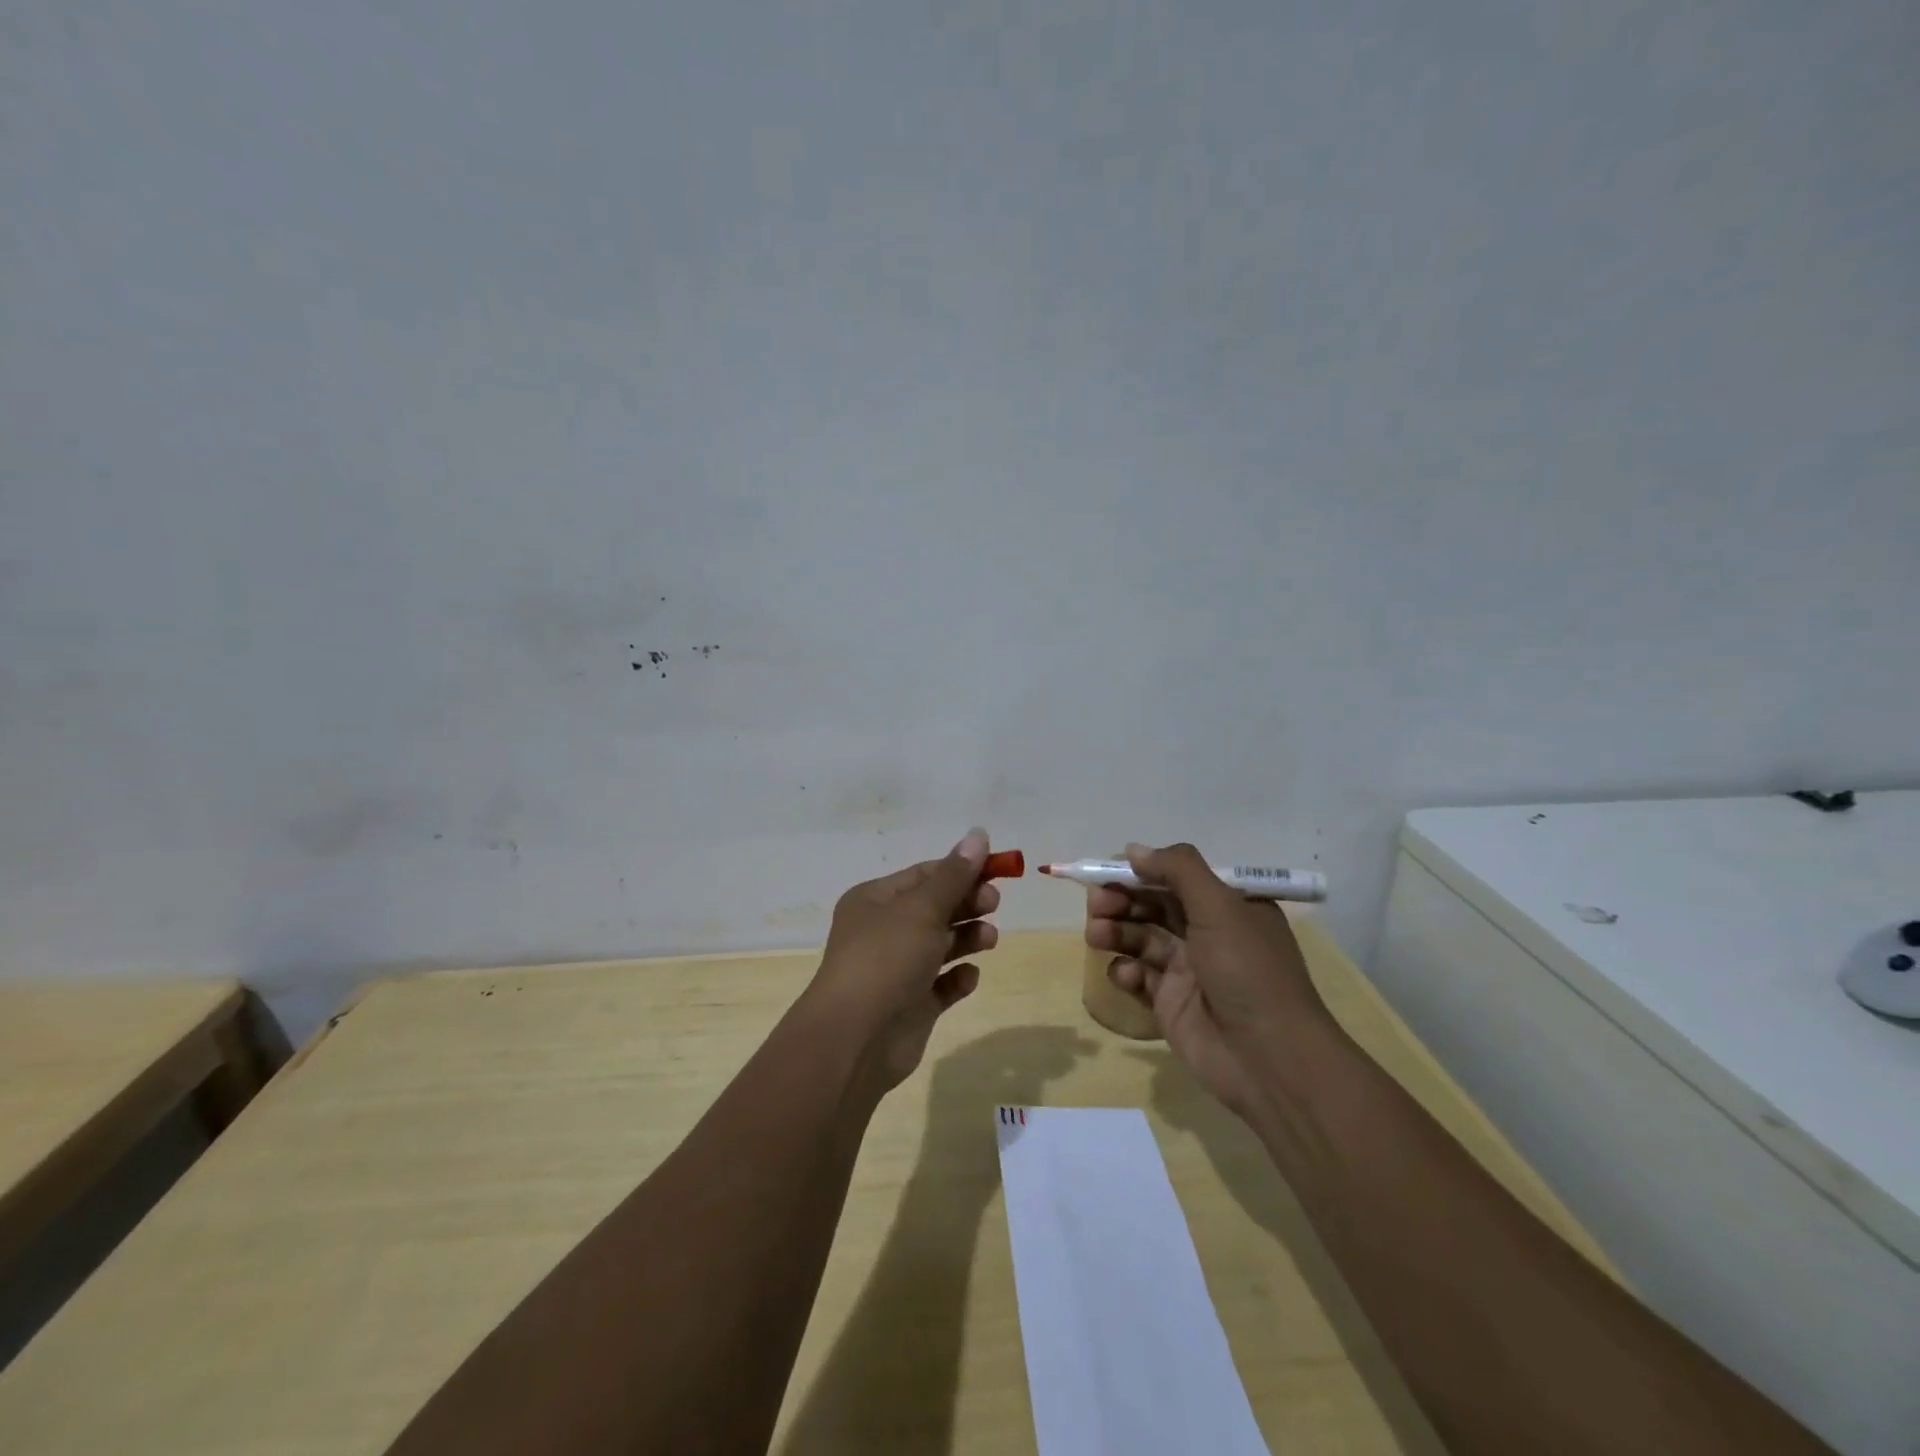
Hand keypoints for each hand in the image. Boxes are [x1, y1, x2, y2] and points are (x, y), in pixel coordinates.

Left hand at [808, 828, 1000, 1092]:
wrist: (855, 1039)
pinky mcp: (911, 1006)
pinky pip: (942, 985)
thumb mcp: (922, 909)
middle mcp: (884, 931)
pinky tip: (968, 976)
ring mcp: (897, 970)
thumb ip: (955, 875)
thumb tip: (979, 834)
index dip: (960, 869)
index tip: (998, 870)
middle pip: (934, 908)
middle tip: (993, 903)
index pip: (924, 875)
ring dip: (967, 937)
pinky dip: (958, 978)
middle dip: (966, 903)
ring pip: (940, 945)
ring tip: (989, 939)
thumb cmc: (886, 959)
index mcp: (875, 900)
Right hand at [1084, 842, 1328, 1118]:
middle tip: (1096, 902)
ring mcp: (1188, 970)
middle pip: (1152, 905)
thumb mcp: (1219, 907)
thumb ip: (1177, 870)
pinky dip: (1126, 971)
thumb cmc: (1248, 971)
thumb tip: (1133, 850)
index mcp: (1227, 906)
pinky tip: (1126, 975)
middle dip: (1121, 899)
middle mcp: (1207, 933)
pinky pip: (1138, 977)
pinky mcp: (1170, 1003)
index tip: (1106, 870)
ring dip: (1115, 930)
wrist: (1269, 1059)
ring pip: (1140, 938)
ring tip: (1097, 935)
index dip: (1140, 871)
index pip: (1176, 876)